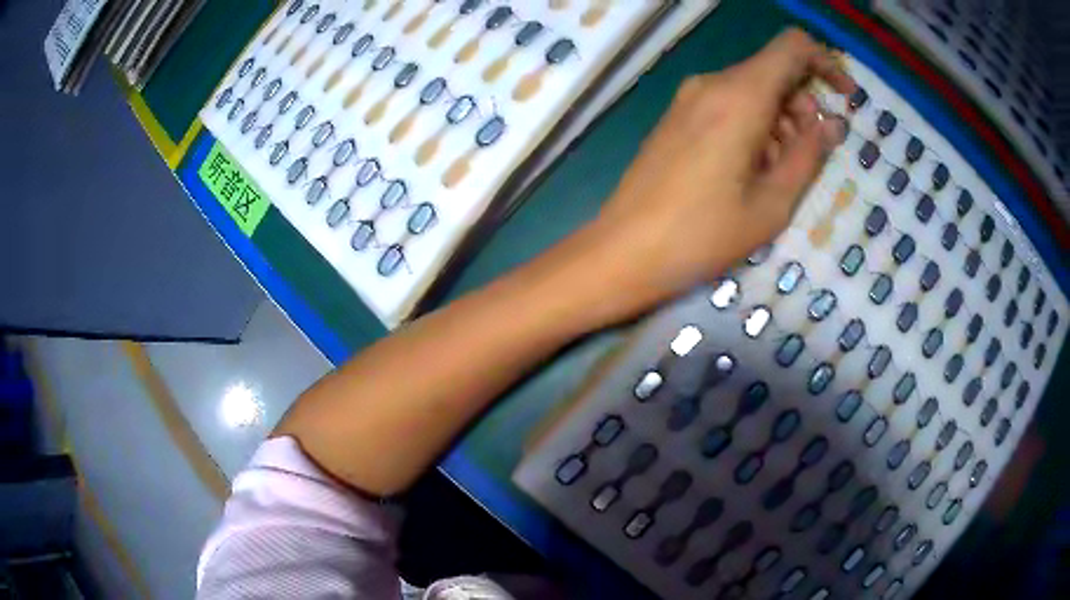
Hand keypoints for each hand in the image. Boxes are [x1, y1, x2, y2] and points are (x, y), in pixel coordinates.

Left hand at [579, 28, 854, 321]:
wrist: (624, 250)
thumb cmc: (704, 234)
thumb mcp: (773, 203)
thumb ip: (809, 155)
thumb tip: (833, 123)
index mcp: (739, 95)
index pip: (792, 48)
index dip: (825, 63)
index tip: (845, 98)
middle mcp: (712, 84)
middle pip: (773, 72)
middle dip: (804, 107)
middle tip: (808, 158)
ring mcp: (689, 98)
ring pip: (752, 90)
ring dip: (780, 122)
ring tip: (777, 176)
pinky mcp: (677, 116)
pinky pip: (728, 105)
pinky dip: (753, 127)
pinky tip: (749, 171)